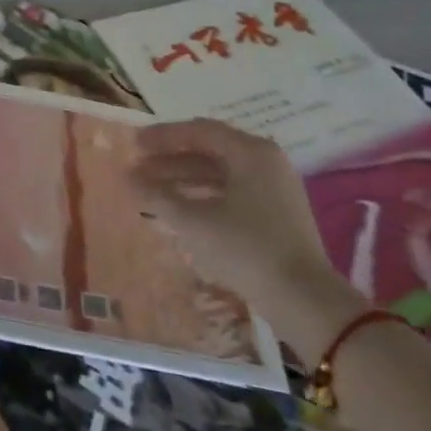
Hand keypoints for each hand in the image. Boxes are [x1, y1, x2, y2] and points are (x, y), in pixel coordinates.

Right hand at [130, 118, 338, 313]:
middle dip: (170, 159)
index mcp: (250, 152)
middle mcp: (266, 161)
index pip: (198, 131)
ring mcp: (275, 187)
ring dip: (183, 178)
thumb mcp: (193, 221)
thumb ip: (157, 195)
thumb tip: (127, 177)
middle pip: (209, 150)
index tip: (134, 145)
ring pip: (220, 172)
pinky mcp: (277, 212)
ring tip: (151, 190)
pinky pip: (232, 190)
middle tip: (138, 168)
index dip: (162, 136)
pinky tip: (180, 208)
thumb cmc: (245, 248)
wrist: (303, 300)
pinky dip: (203, 194)